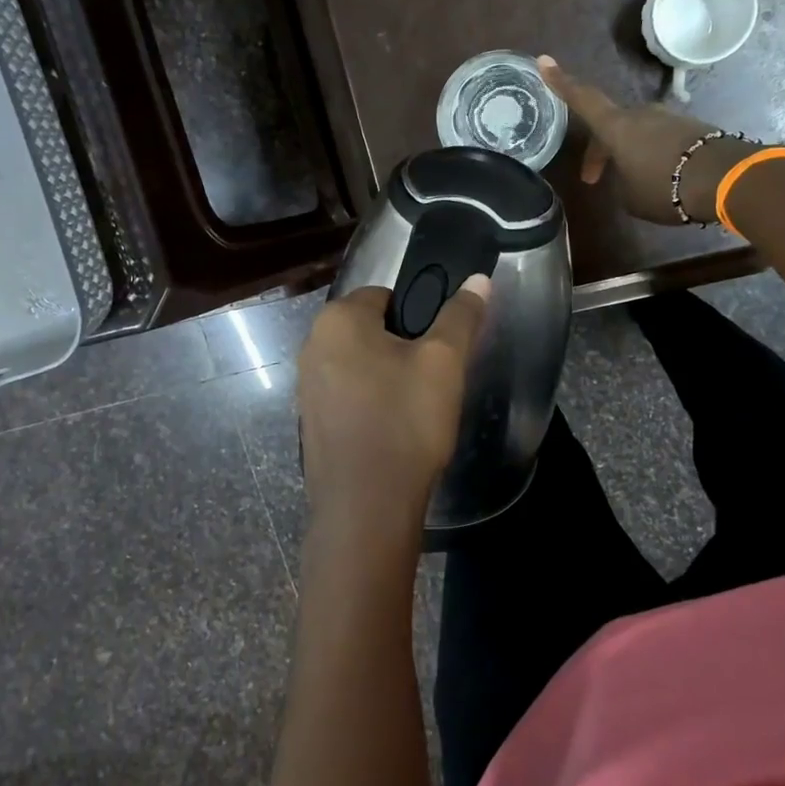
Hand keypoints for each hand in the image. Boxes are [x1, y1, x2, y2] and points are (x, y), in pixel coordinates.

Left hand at [297, 277, 490, 548]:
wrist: (366, 506)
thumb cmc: (405, 421)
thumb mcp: (444, 363)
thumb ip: (461, 316)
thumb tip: (478, 279)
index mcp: (337, 320)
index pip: (385, 295)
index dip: (418, 317)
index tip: (437, 350)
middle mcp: (312, 346)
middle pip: (370, 330)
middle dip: (401, 348)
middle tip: (431, 380)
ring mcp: (306, 387)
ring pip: (359, 365)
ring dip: (386, 377)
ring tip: (415, 409)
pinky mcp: (310, 423)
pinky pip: (347, 397)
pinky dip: (369, 405)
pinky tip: (392, 431)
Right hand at [537, 55, 760, 223]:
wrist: (724, 179)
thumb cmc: (665, 187)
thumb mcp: (630, 196)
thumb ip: (621, 180)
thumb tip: (631, 173)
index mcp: (617, 127)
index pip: (583, 99)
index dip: (562, 82)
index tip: (544, 61)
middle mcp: (641, 114)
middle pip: (611, 125)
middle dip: (600, 150)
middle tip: (593, 179)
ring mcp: (669, 118)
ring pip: (637, 132)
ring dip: (629, 154)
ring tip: (632, 183)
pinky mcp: (692, 128)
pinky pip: (662, 139)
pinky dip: (654, 155)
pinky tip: (661, 179)